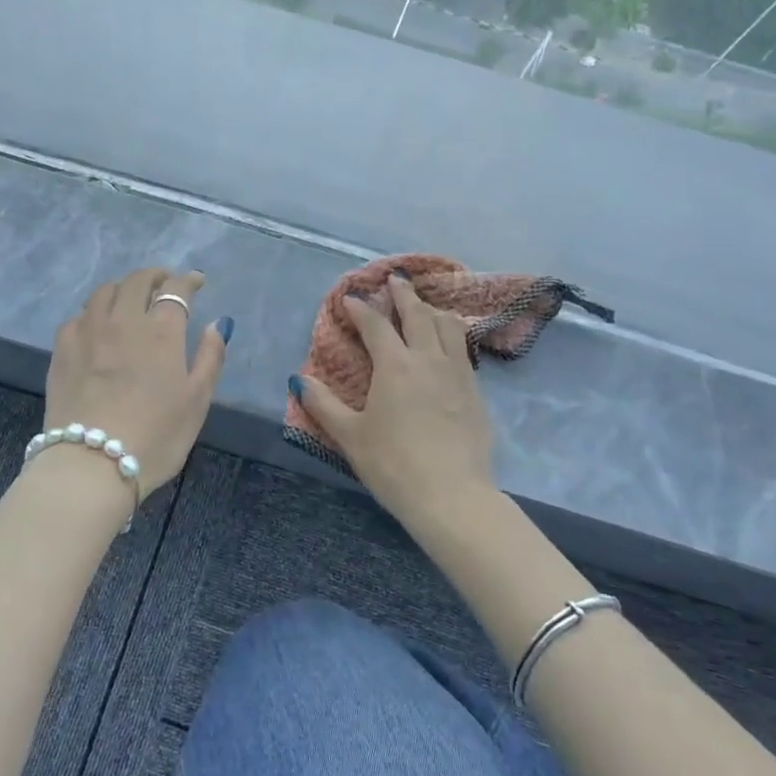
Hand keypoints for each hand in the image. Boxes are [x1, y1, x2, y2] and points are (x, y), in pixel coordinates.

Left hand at [43, 268, 229, 501]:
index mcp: (161, 331)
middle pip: (137, 281)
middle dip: (155, 276)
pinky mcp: (62, 349)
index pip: (176, 289)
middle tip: (164, 284)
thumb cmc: (155, 437)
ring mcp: (88, 332)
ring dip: (122, 288)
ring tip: (130, 299)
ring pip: (104, 292)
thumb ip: (210, 357)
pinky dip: (94, 312)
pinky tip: (97, 326)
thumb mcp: (197, 401)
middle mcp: (123, 320)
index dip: (188, 280)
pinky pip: (79, 316)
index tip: (197, 281)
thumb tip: (217, 324)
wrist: (91, 465)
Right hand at [295, 274, 496, 522]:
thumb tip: (299, 380)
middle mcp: (428, 359)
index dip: (362, 308)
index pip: (376, 325)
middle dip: (404, 294)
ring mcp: (458, 373)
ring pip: (448, 326)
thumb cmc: (393, 465)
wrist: (452, 496)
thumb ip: (323, 405)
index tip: (351, 298)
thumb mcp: (350, 436)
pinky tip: (448, 344)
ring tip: (425, 306)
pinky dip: (452, 334)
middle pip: (418, 314)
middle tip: (396, 279)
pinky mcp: (476, 392)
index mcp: (395, 366)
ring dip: (433, 310)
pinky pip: (464, 349)